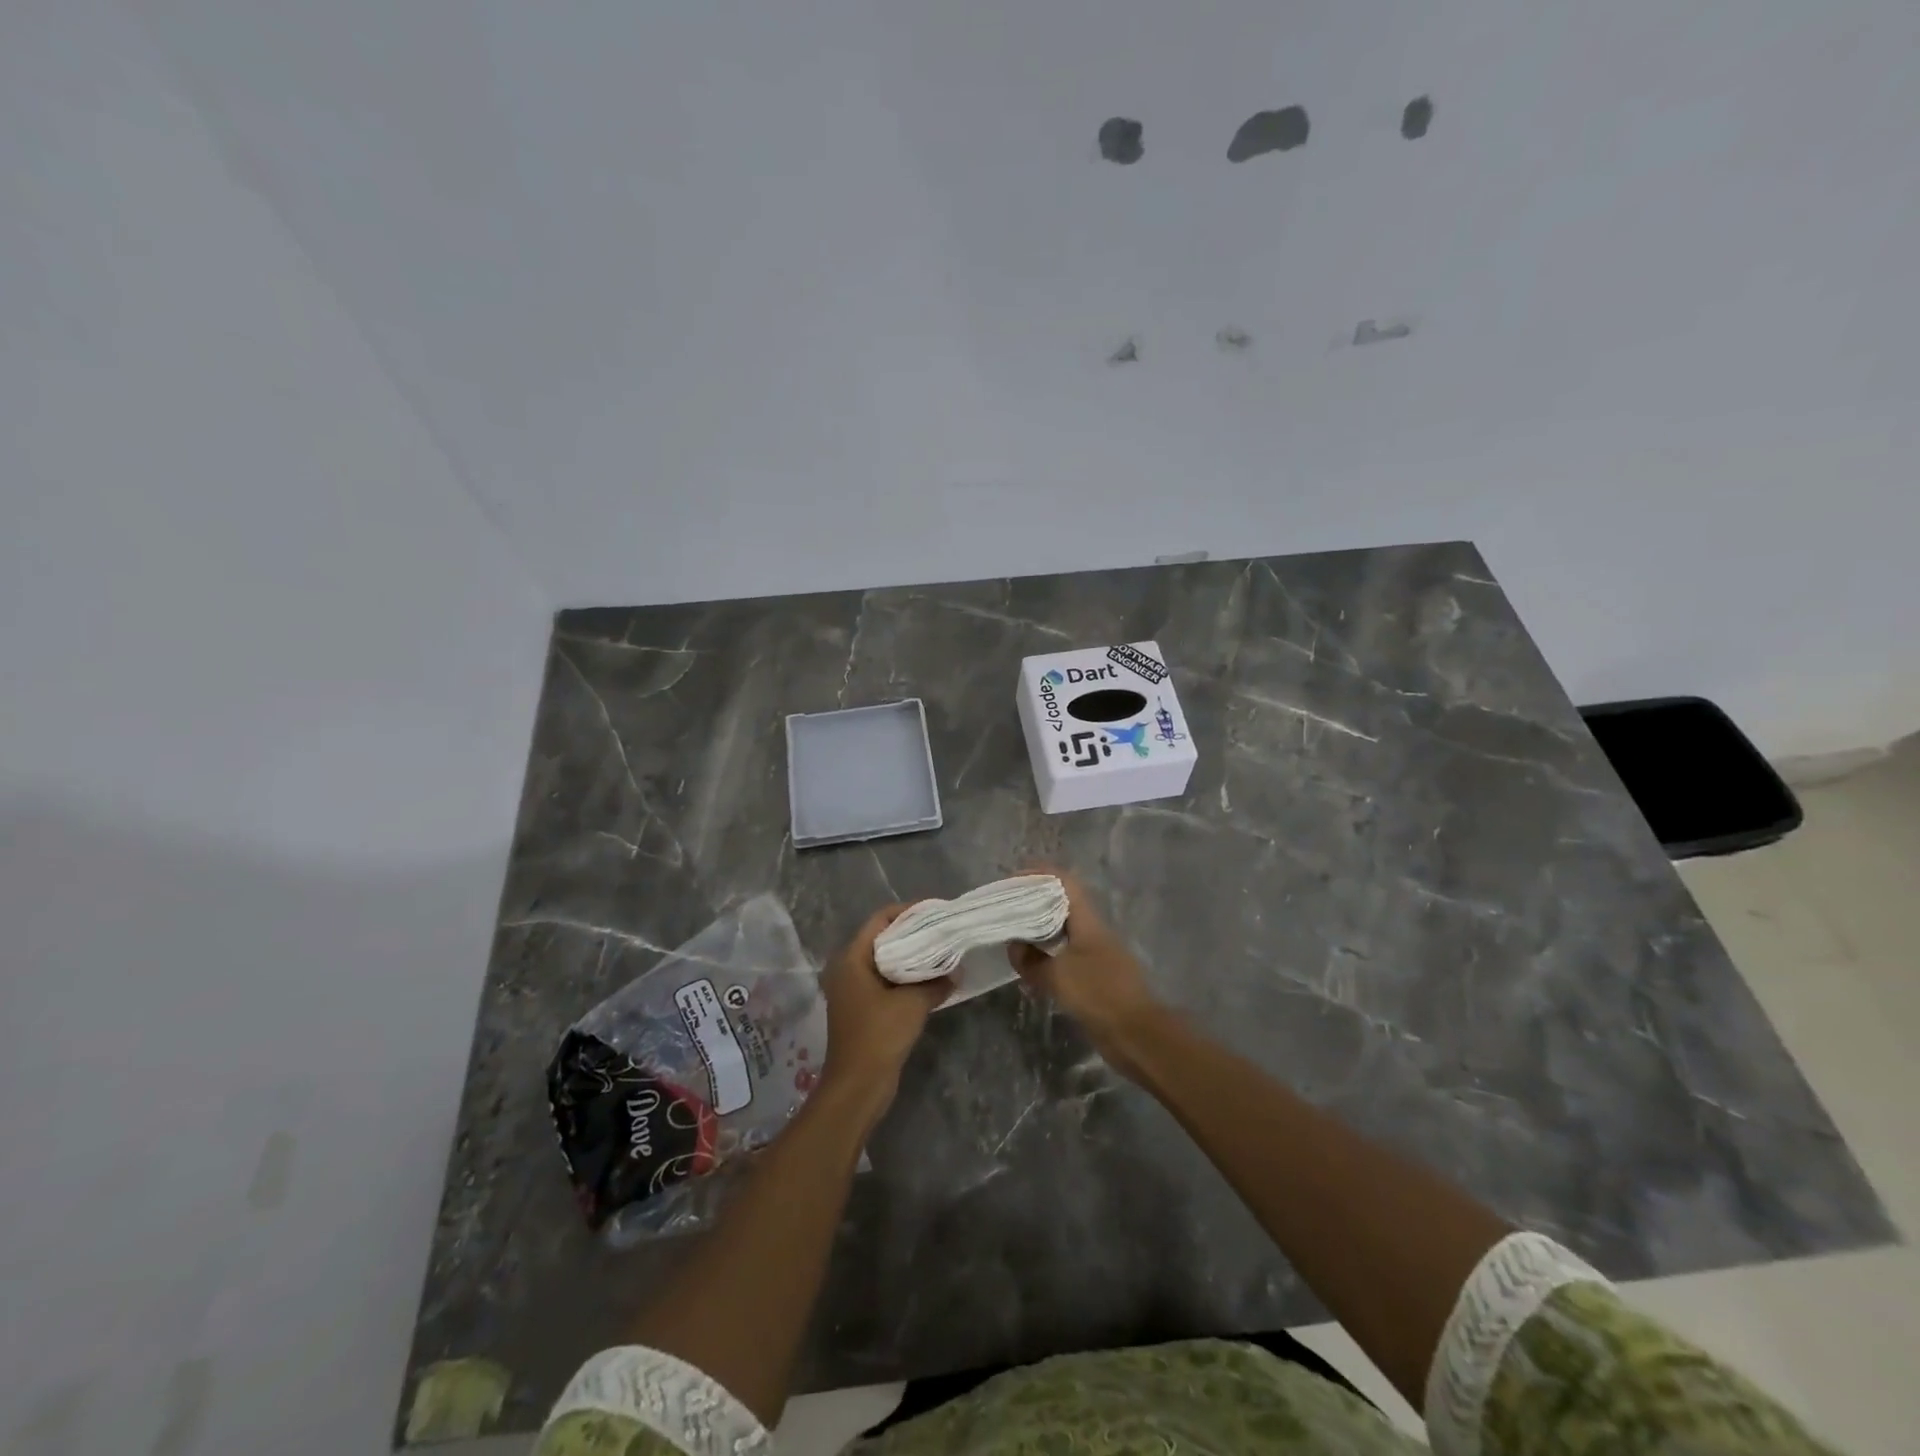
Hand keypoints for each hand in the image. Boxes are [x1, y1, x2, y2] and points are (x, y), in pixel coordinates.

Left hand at [820, 904, 948, 1106]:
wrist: (857, 1087)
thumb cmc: (879, 1036)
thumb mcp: (912, 1004)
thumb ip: (935, 982)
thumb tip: (956, 971)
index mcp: (851, 958)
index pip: (880, 920)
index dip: (907, 912)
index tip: (935, 910)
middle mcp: (847, 969)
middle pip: (882, 939)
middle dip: (912, 934)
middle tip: (943, 930)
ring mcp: (853, 990)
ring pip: (885, 962)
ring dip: (911, 958)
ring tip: (942, 952)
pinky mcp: (862, 1009)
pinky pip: (886, 982)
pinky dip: (906, 978)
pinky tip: (931, 980)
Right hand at [1007, 871, 1164, 1078]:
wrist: (1138, 1037)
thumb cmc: (1099, 996)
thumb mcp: (1057, 976)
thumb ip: (1031, 960)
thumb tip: (1014, 946)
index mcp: (1088, 921)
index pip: (1065, 883)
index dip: (1039, 875)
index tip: (1013, 879)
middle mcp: (1094, 932)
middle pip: (1062, 904)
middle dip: (1034, 902)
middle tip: (1006, 909)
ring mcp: (1097, 954)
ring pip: (1063, 931)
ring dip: (1039, 930)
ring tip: (1012, 936)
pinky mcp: (1097, 977)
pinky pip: (1066, 956)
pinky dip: (1047, 955)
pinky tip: (1030, 967)